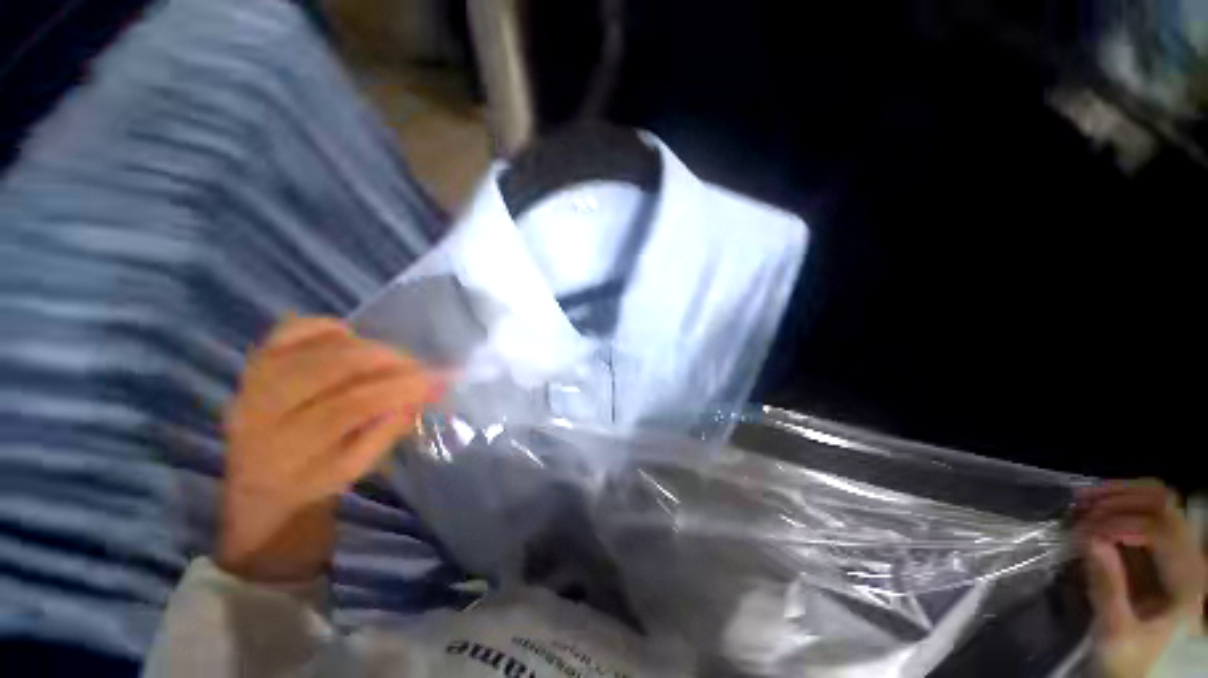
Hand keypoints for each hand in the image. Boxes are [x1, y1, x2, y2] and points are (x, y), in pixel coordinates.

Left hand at [218, 317, 443, 582]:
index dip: (398, 389)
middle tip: (418, 366)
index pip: (348, 407)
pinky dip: (329, 327)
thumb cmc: (314, 479)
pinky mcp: (256, 360)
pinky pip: (292, 329)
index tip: (438, 380)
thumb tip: (422, 393)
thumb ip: (387, 430)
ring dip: (367, 346)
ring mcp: (254, 379)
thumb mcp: (355, 469)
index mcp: (286, 449)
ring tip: (394, 359)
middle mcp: (261, 409)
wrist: (259, 480)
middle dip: (387, 361)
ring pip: (318, 346)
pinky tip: (354, 340)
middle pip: (331, 368)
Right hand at [1076, 480, 1206, 677]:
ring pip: (1156, 500)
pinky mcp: (1158, 550)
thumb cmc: (1123, 655)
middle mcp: (1188, 559)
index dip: (1121, 523)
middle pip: (1163, 506)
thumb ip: (1107, 587)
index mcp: (1184, 581)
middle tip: (1081, 505)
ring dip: (1119, 495)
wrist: (1129, 666)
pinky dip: (1119, 501)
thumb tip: (1089, 539)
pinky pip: (1145, 510)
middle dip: (1120, 500)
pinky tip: (1093, 506)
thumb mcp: (1114, 631)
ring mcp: (1176, 552)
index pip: (1160, 531)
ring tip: (1083, 500)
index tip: (1083, 532)